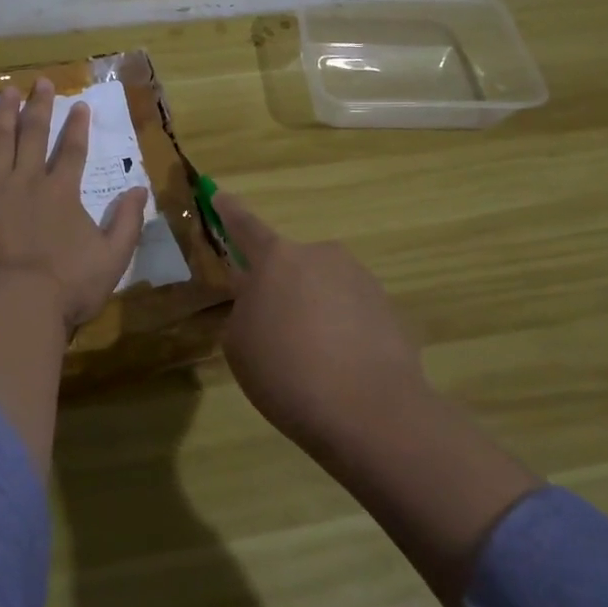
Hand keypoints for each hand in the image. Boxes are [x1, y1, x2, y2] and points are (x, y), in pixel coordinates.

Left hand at [0, 79, 147, 328]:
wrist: (17, 302)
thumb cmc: (68, 285)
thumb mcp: (113, 257)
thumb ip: (128, 221)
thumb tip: (142, 189)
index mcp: (62, 192)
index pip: (73, 150)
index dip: (77, 127)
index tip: (80, 105)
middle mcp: (28, 180)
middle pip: (35, 135)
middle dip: (40, 107)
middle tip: (41, 82)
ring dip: (4, 114)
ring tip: (7, 91)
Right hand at [216, 193, 430, 454]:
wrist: (372, 412)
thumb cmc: (287, 373)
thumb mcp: (239, 344)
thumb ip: (244, 310)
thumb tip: (261, 302)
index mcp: (276, 259)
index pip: (244, 226)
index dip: (228, 211)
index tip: (219, 194)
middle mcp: (320, 256)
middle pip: (289, 265)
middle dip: (279, 288)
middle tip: (273, 332)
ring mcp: (359, 279)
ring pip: (321, 288)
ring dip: (311, 311)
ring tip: (310, 361)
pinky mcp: (388, 307)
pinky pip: (350, 311)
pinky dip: (339, 330)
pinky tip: (339, 368)